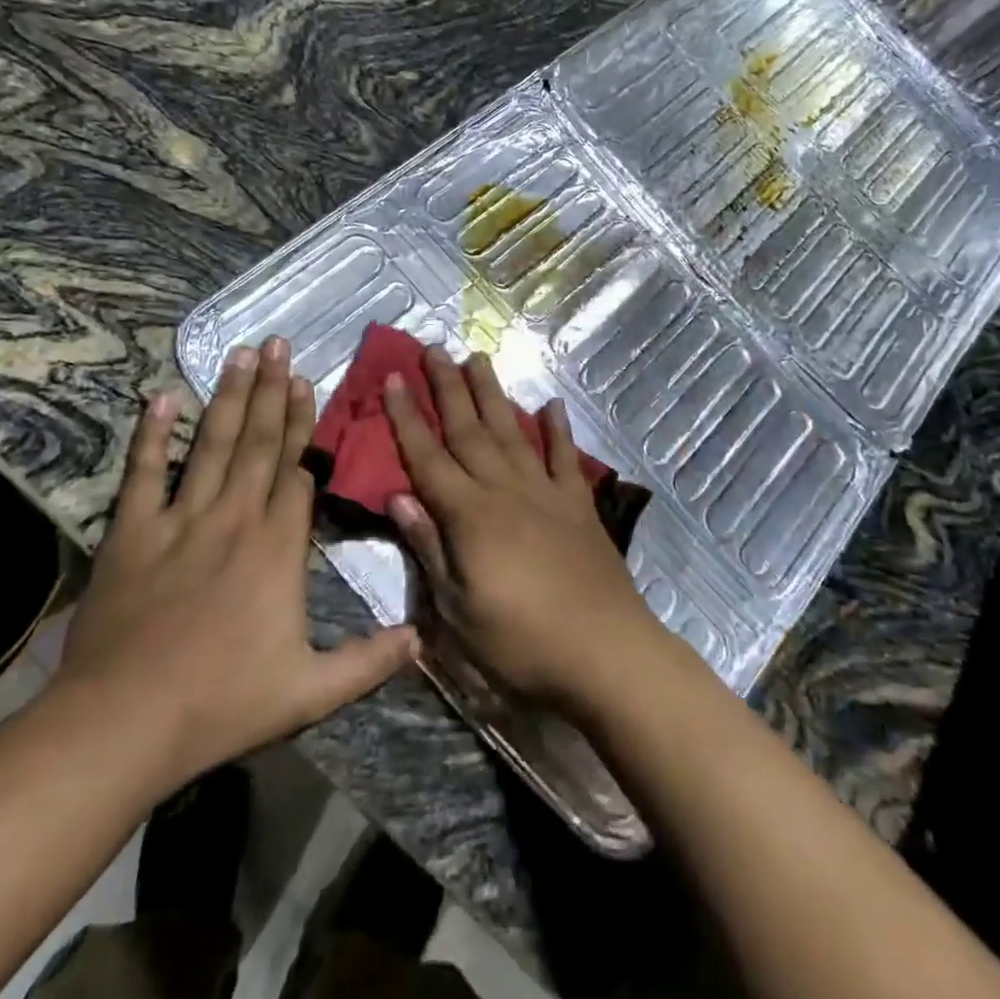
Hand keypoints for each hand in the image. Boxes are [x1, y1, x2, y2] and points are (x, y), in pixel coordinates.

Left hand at [53, 337, 417, 790]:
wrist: (123, 725)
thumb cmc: (221, 705)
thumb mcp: (309, 693)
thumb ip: (369, 661)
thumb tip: (422, 638)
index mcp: (277, 548)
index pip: (296, 473)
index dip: (302, 426)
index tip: (307, 384)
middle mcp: (234, 518)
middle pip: (259, 444)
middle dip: (272, 391)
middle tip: (278, 343)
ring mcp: (181, 521)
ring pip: (212, 445)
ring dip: (229, 397)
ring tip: (241, 353)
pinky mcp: (133, 534)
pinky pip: (144, 474)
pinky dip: (152, 435)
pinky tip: (162, 397)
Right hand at [382, 346, 666, 712]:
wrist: (605, 651)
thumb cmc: (521, 641)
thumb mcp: (458, 609)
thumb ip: (429, 547)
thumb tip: (398, 496)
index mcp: (470, 515)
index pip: (428, 457)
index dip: (407, 417)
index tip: (394, 378)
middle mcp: (505, 490)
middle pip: (469, 429)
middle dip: (448, 387)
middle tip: (433, 348)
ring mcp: (545, 491)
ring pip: (512, 430)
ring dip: (493, 393)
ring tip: (478, 358)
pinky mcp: (578, 503)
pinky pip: (565, 456)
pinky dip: (557, 429)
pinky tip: (550, 405)